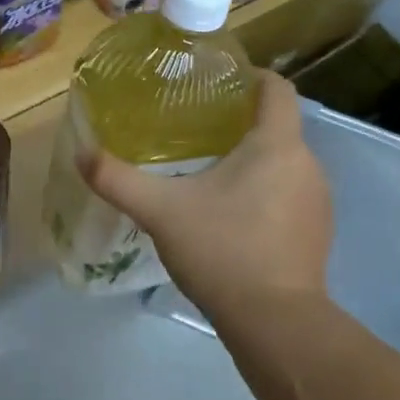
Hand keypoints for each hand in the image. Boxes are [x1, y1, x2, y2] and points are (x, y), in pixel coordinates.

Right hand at [78, 71, 331, 320]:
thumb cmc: (222, 250)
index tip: (217, 81)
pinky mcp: (316, 232)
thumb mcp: (160, 211)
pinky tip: (232, 214)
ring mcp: (318, 201)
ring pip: (283, 162)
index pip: (277, 89)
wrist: (275, 323)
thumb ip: (118, 179)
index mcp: (277, 145)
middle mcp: (308, 165)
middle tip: (196, 128)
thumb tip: (81, 152)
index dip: (251, 76)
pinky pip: (290, 193)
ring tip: (209, 170)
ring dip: (253, 159)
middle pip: (278, 126)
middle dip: (241, 122)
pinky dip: (265, 191)